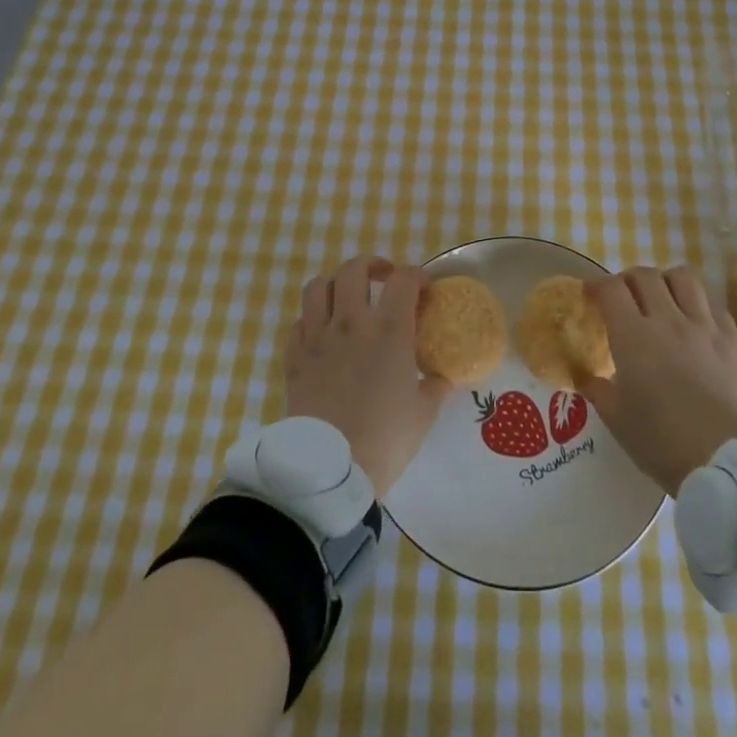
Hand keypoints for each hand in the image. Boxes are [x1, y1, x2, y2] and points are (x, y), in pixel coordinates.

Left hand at [286, 255, 450, 495]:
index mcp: (389, 329)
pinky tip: (322, 334)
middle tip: (383, 278)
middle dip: (371, 265)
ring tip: (346, 297)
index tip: (425, 289)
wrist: (330, 470)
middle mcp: (351, 322)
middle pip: (354, 269)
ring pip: (317, 287)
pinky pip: (298, 323)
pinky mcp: (294, 359)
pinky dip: (310, 320)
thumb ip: (435, 387)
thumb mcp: (423, 414)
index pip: (404, 280)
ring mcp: (318, 338)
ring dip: (334, 284)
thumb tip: (442, 377)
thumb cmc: (385, 439)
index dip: (417, 276)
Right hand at [580, 266, 736, 496]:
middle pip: (645, 274)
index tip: (591, 295)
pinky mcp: (733, 339)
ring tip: (663, 300)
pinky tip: (696, 325)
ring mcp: (704, 326)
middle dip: (629, 280)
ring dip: (666, 282)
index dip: (596, 285)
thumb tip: (585, 377)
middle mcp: (668, 320)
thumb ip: (598, 390)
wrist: (726, 464)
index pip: (611, 289)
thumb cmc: (662, 443)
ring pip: (683, 277)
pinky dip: (699, 307)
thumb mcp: (617, 421)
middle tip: (625, 298)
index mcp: (633, 336)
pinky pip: (713, 305)